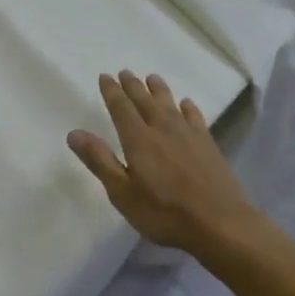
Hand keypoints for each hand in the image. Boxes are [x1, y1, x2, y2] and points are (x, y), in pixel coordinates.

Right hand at [67, 71, 258, 254]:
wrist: (220, 223)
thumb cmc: (165, 213)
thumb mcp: (123, 193)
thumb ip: (100, 161)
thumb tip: (74, 133)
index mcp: (138, 139)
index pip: (121, 108)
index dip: (112, 91)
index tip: (105, 76)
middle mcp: (162, 128)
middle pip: (145, 100)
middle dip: (133, 86)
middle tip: (125, 72)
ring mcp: (188, 134)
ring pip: (170, 103)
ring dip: (159, 89)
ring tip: (152, 78)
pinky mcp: (208, 144)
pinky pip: (195, 116)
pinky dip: (188, 107)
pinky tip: (186, 104)